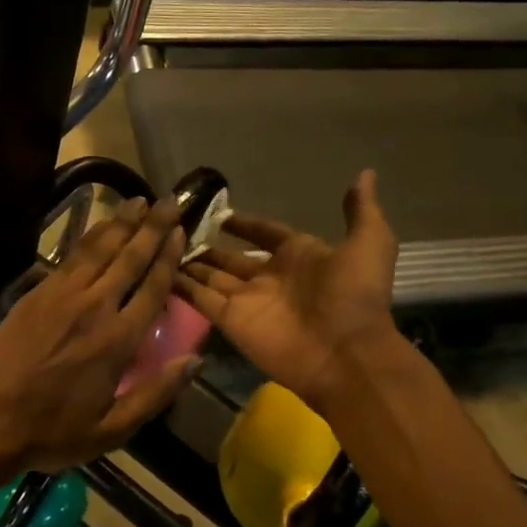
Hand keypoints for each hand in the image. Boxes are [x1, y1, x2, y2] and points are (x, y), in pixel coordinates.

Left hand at [0, 198, 195, 490]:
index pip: (152, 287)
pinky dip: (89, 238)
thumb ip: (156, 392)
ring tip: (138, 201)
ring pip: (97, 249)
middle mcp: (93, 307)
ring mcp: (60, 296)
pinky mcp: (35, 293)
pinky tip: (99, 228)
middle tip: (169, 201)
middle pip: (129, 257)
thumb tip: (195, 360)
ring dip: (120, 223)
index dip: (169, 256)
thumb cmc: (54, 432)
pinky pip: (69, 257)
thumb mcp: (113, 429)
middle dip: (152, 226)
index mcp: (117, 340)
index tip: (182, 230)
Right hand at [174, 170, 400, 412]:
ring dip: (188, 263)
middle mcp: (269, 277)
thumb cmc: (355, 295)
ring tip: (158, 243)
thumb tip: (365, 174)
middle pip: (231, 258)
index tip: (221, 214)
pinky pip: (200, 299)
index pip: (265, 234)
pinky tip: (157, 268)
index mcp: (299, 256)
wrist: (346, 353)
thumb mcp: (369, 242)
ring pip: (210, 277)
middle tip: (176, 229)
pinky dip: (180, 286)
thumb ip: (361, 210)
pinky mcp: (230, 321)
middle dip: (207, 247)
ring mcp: (247, 300)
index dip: (245, 224)